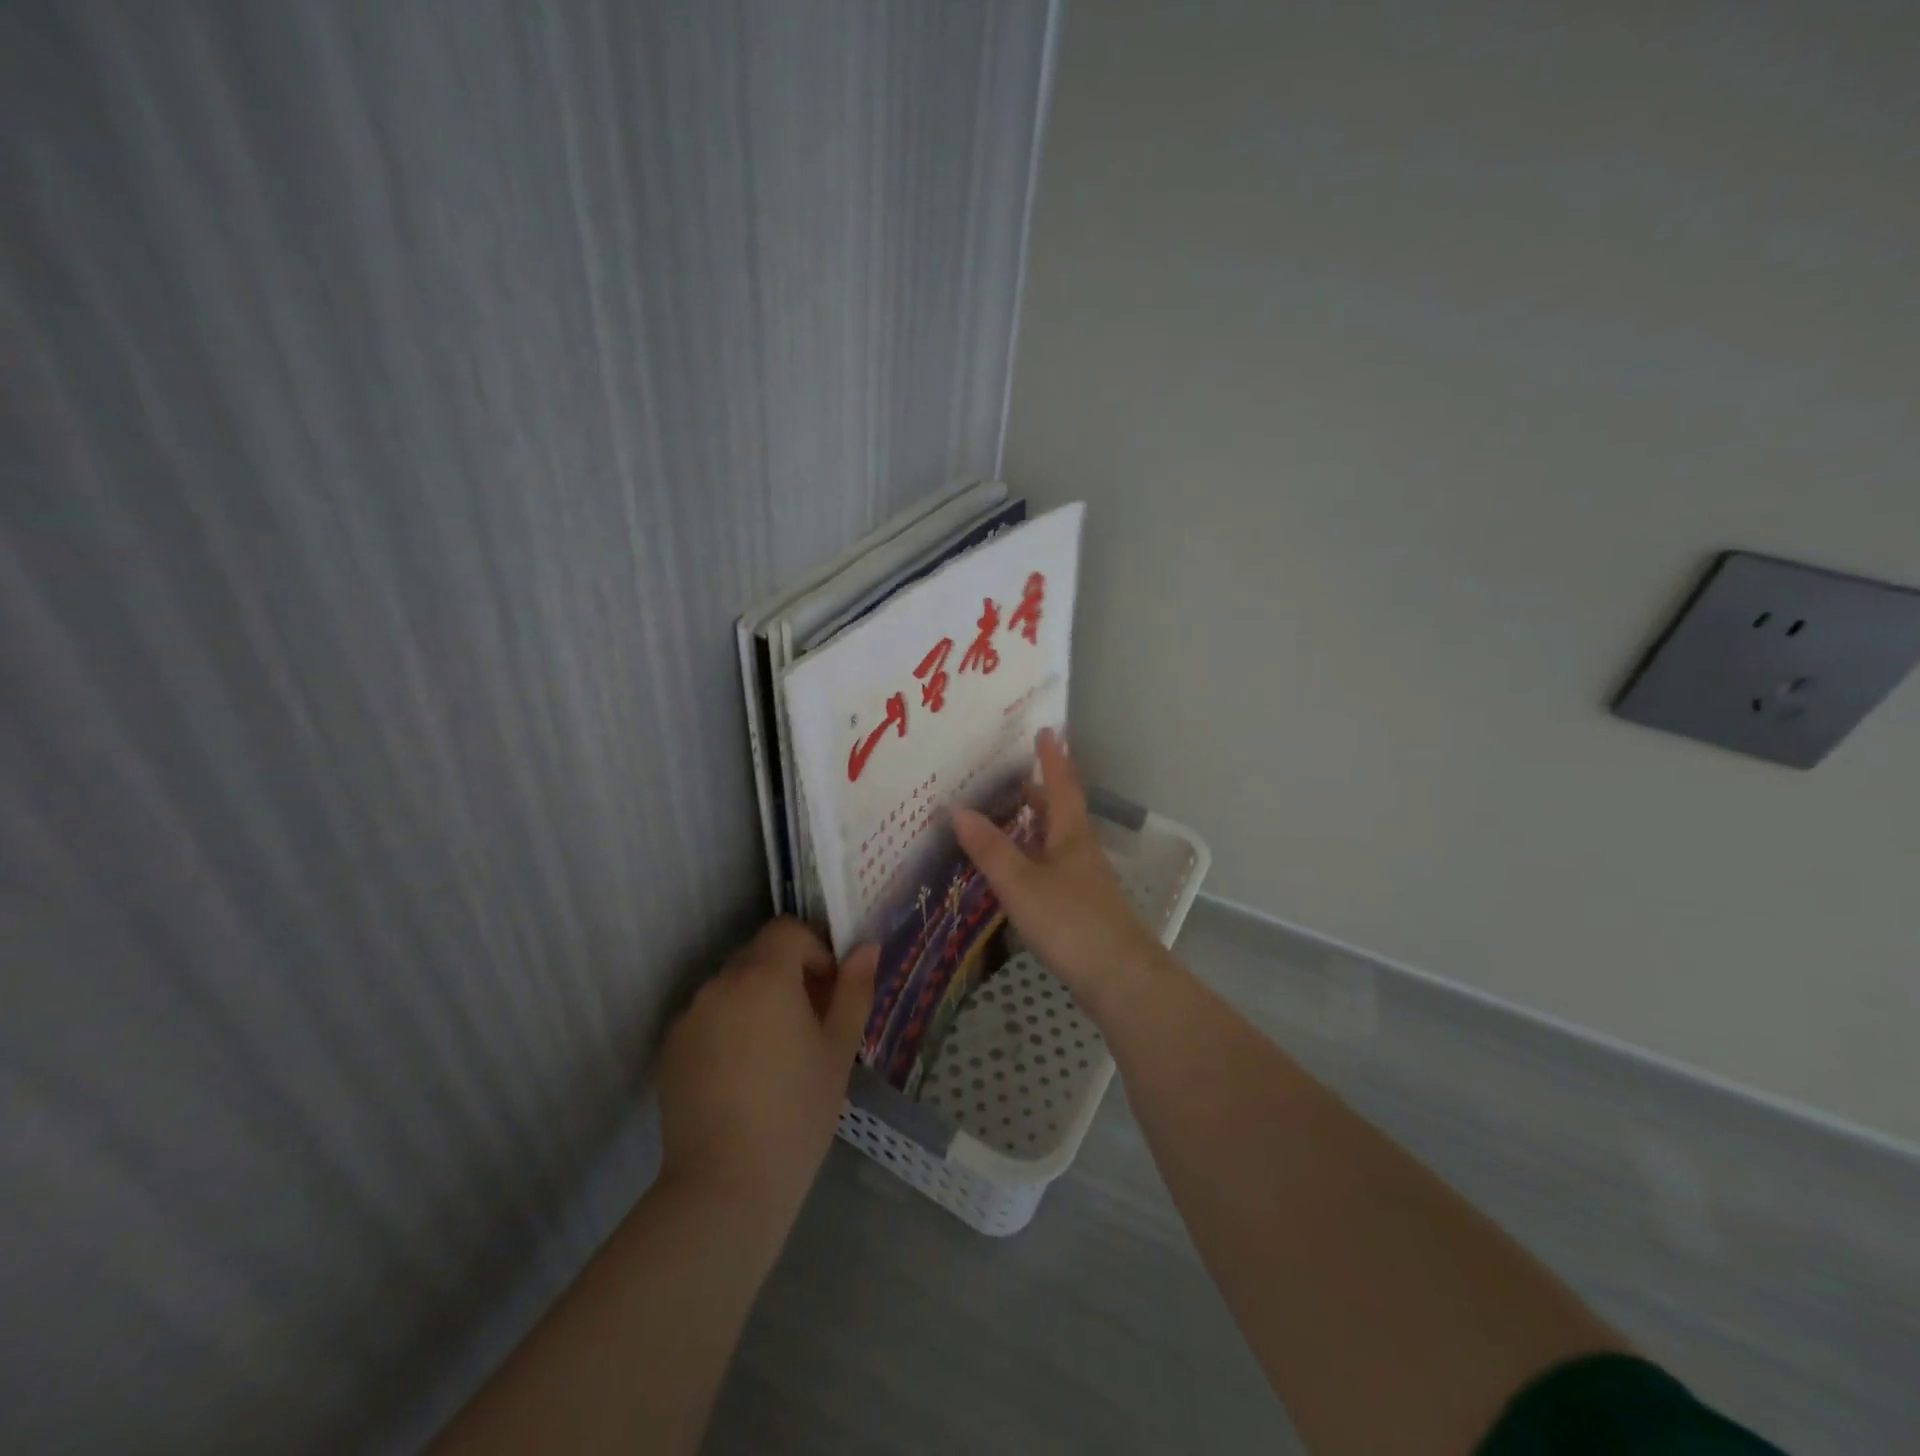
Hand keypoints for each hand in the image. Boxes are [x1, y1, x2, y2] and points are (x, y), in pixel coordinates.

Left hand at [655, 918, 877, 1222]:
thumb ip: (854, 990)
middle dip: (787, 975)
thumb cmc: (797, 1112)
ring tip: (774, 1054)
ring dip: (756, 1000)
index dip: (814, 949)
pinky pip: (708, 1017)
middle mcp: (719, 983)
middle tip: (808, 1023)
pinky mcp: (670, 1048)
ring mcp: (689, 1016)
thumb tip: (866, 948)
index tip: (827, 991)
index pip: (787, 930)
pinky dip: (729, 1027)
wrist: (725, 1186)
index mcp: (763, 977)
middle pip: (758, 956)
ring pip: (732, 987)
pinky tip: (742, 1076)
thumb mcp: (839, 1050)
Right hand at [954, 728, 1166, 1016]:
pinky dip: (1033, 858)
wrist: (1120, 978)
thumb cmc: (1071, 922)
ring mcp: (1085, 880)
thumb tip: (958, 808)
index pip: (1061, 785)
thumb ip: (990, 849)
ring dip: (1034, 826)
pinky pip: (1053, 868)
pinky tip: (1016, 873)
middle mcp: (1081, 850)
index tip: (1046, 730)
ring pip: (1056, 841)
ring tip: (1004, 819)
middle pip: (1060, 811)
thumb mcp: (1021, 883)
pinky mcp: (1082, 907)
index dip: (1051, 758)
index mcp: (1071, 834)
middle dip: (1038, 791)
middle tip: (1009, 777)